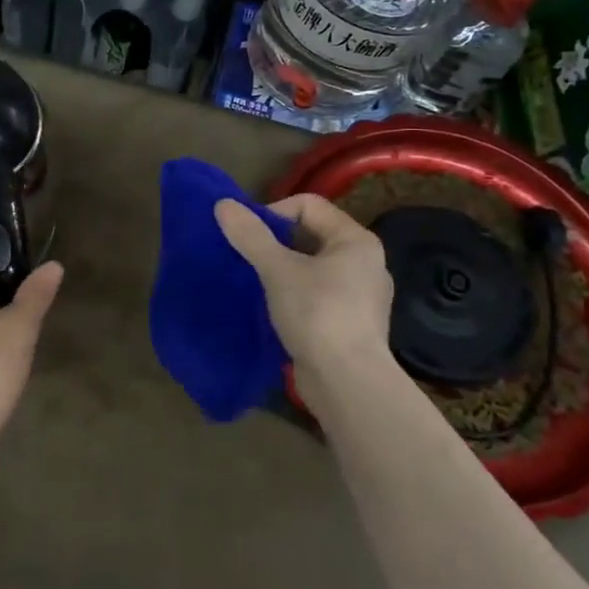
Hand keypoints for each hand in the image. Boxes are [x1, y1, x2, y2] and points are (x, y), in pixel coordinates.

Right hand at [214, 194, 394, 404]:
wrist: (348, 383)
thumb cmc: (317, 314)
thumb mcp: (277, 269)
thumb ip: (250, 235)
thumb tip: (223, 204)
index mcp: (356, 241)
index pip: (309, 205)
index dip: (274, 213)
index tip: (250, 237)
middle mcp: (365, 262)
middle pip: (311, 234)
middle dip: (276, 242)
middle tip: (248, 258)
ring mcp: (360, 296)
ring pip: (312, 267)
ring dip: (282, 270)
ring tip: (256, 283)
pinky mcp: (350, 324)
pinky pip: (316, 294)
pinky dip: (293, 295)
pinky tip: (273, 309)